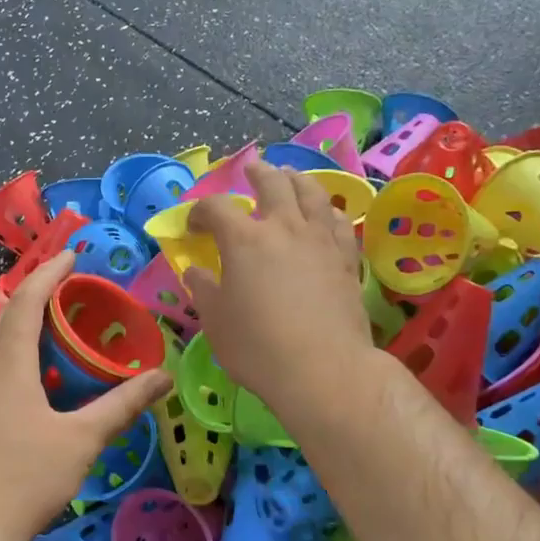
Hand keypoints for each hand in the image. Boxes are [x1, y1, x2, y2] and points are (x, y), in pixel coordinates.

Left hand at [0, 249, 172, 540]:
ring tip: (64, 325)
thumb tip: (163, 377)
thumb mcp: (81, 440)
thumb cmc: (24, 477)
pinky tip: (45, 378)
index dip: (49, 273)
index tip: (72, 255)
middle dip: (39, 293)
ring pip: (1, 343)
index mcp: (7, 363)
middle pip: (9, 315)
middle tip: (74, 286)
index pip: (26, 300)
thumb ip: (122, 405)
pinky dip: (23, 353)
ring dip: (29, 324)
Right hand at [183, 160, 369, 413]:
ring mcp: (320, 240)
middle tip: (250, 170)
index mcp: (244, 240)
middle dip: (257, 173)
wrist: (323, 370)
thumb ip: (203, 289)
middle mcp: (284, 228)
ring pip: (312, 192)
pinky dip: (327, 210)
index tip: (193, 226)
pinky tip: (324, 214)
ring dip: (296, 178)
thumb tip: (196, 271)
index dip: (200, 211)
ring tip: (290, 176)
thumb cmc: (257, 347)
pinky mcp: (346, 258)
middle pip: (272, 183)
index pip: (216, 207)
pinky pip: (338, 220)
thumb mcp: (215, 321)